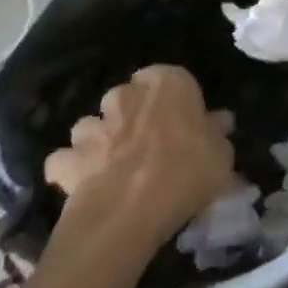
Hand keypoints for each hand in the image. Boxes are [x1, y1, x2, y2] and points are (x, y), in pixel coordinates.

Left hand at [43, 65, 237, 246]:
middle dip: (131, 113)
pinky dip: (72, 169)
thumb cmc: (187, 172)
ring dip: (100, 139)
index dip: (172, 98)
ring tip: (113, 164)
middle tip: (147, 142)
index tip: (180, 120)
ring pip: (93, 124)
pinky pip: (65, 160)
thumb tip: (219, 121)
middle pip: (126, 97)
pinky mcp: (68, 159)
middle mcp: (127, 96)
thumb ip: (217, 134)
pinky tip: (84, 185)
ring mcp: (93, 126)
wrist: (130, 212)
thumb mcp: (221, 156)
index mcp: (168, 84)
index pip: (168, 76)